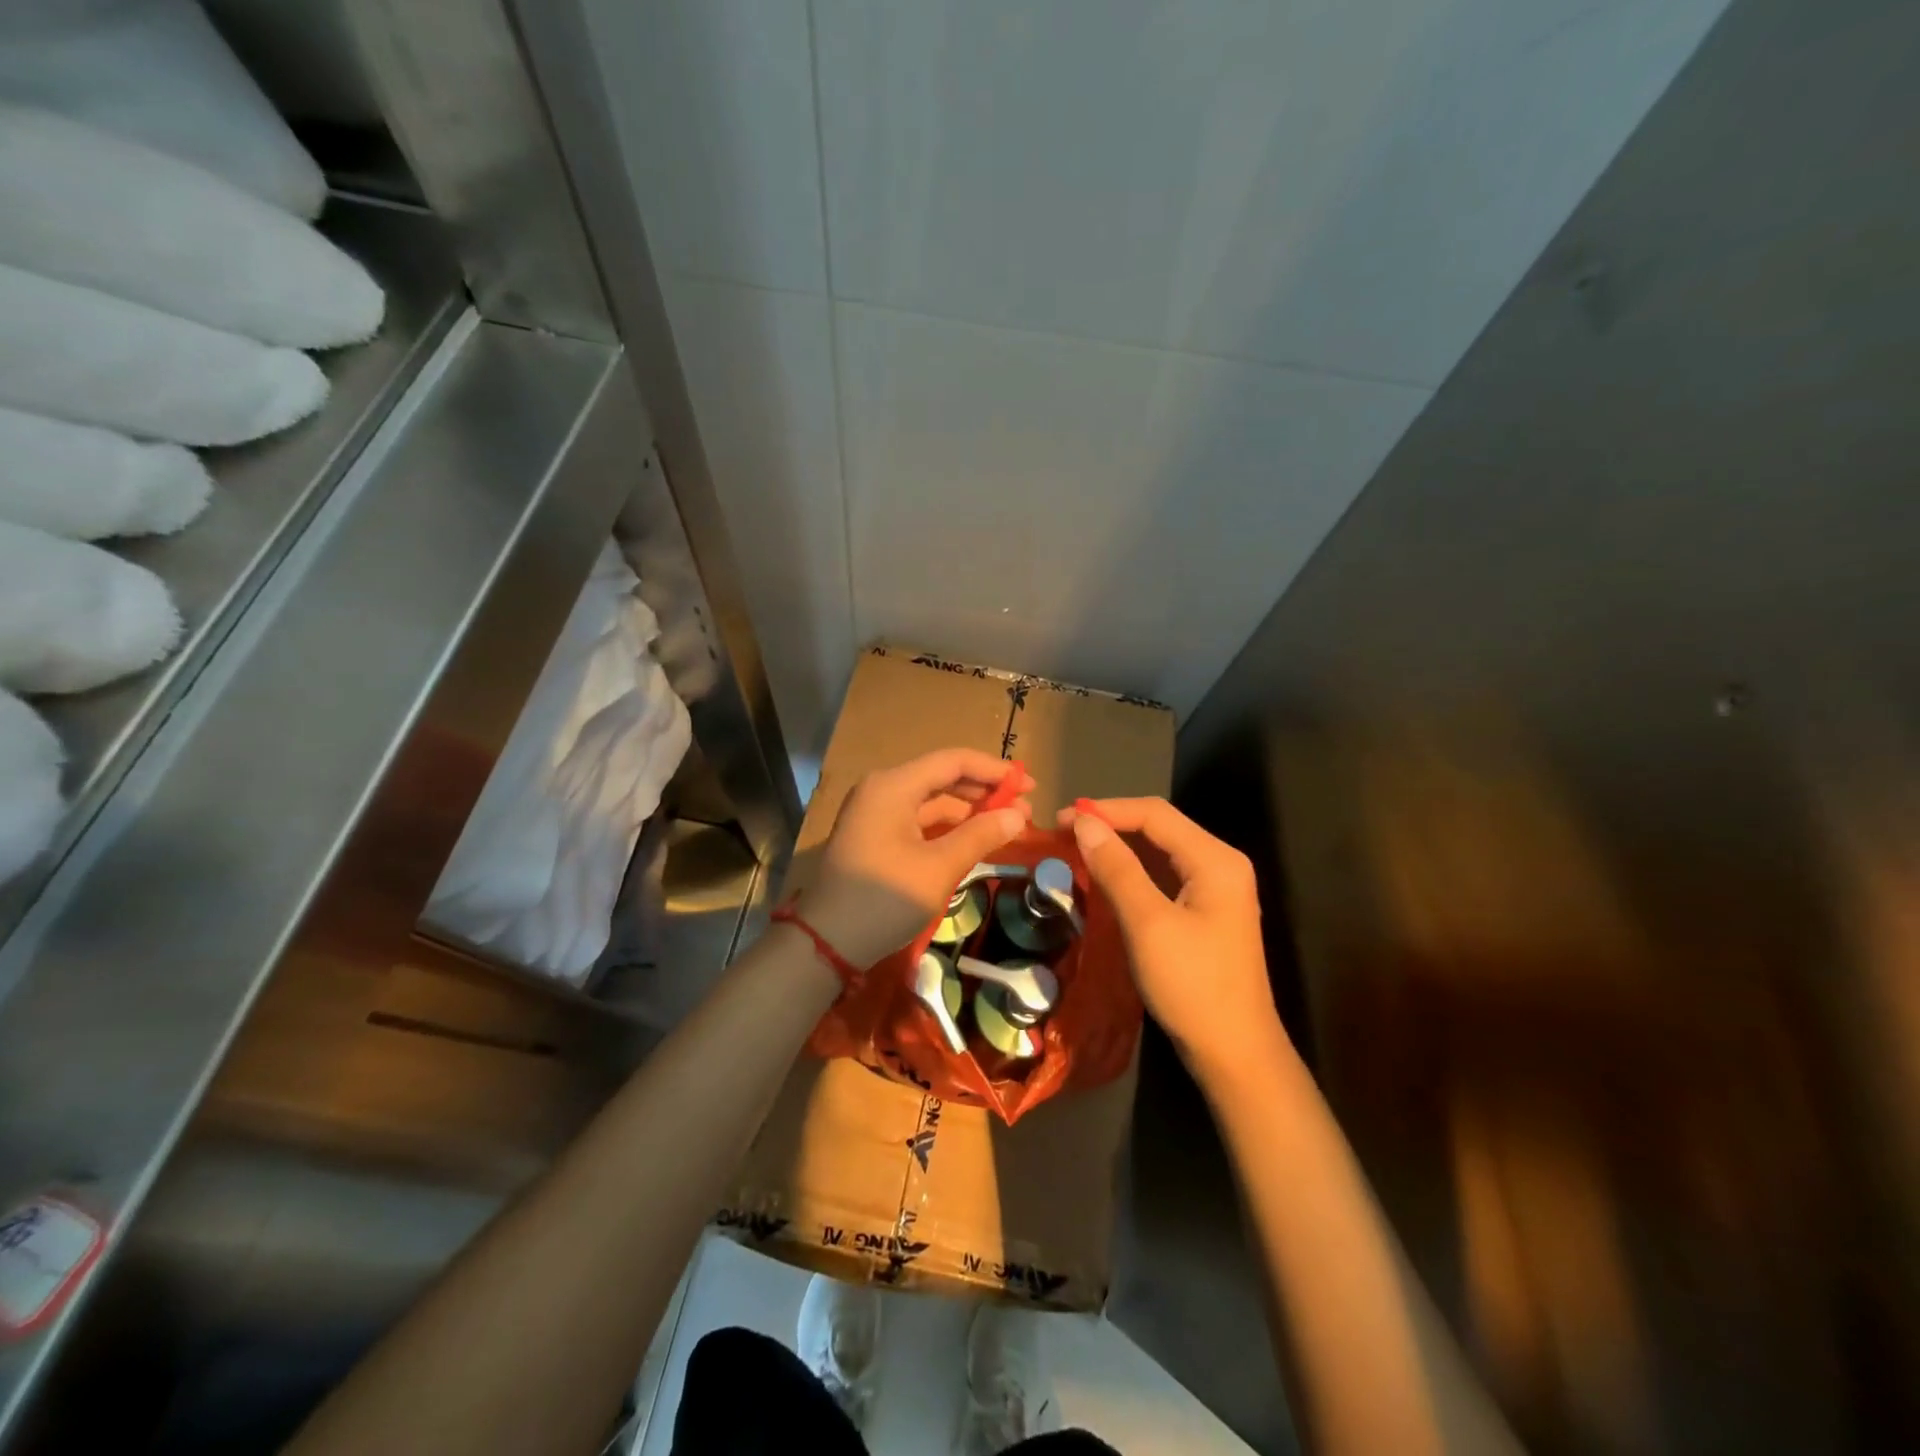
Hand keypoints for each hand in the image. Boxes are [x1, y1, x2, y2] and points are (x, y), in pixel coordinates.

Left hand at [802, 748, 1033, 967]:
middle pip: (942, 777)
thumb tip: (1018, 816)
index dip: (994, 770)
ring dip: (968, 810)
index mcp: (893, 785)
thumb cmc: (884, 899)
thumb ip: (980, 836)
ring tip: (1007, 825)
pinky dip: (947, 827)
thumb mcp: (939, 868)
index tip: (1029, 785)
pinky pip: (918, 819)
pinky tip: (974, 838)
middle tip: (1024, 807)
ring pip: (931, 800)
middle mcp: (882, 789)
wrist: (827, 941)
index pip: (953, 761)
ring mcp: (875, 812)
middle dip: (984, 791)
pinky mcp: (874, 835)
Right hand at [1061, 797, 1281, 1076]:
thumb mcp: (1148, 924)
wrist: (1234, 1053)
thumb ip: (1117, 868)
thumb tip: (1083, 823)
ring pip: (1160, 851)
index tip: (1060, 818)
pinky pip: (1164, 875)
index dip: (1106, 810)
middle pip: (1159, 827)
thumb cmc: (1192, 986)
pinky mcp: (1205, 911)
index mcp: (1215, 859)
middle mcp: (1220, 864)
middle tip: (1062, 832)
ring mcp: (1215, 889)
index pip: (1155, 814)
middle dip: (1111, 824)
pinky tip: (1104, 876)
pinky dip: (1132, 870)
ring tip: (1075, 848)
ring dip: (1119, 846)